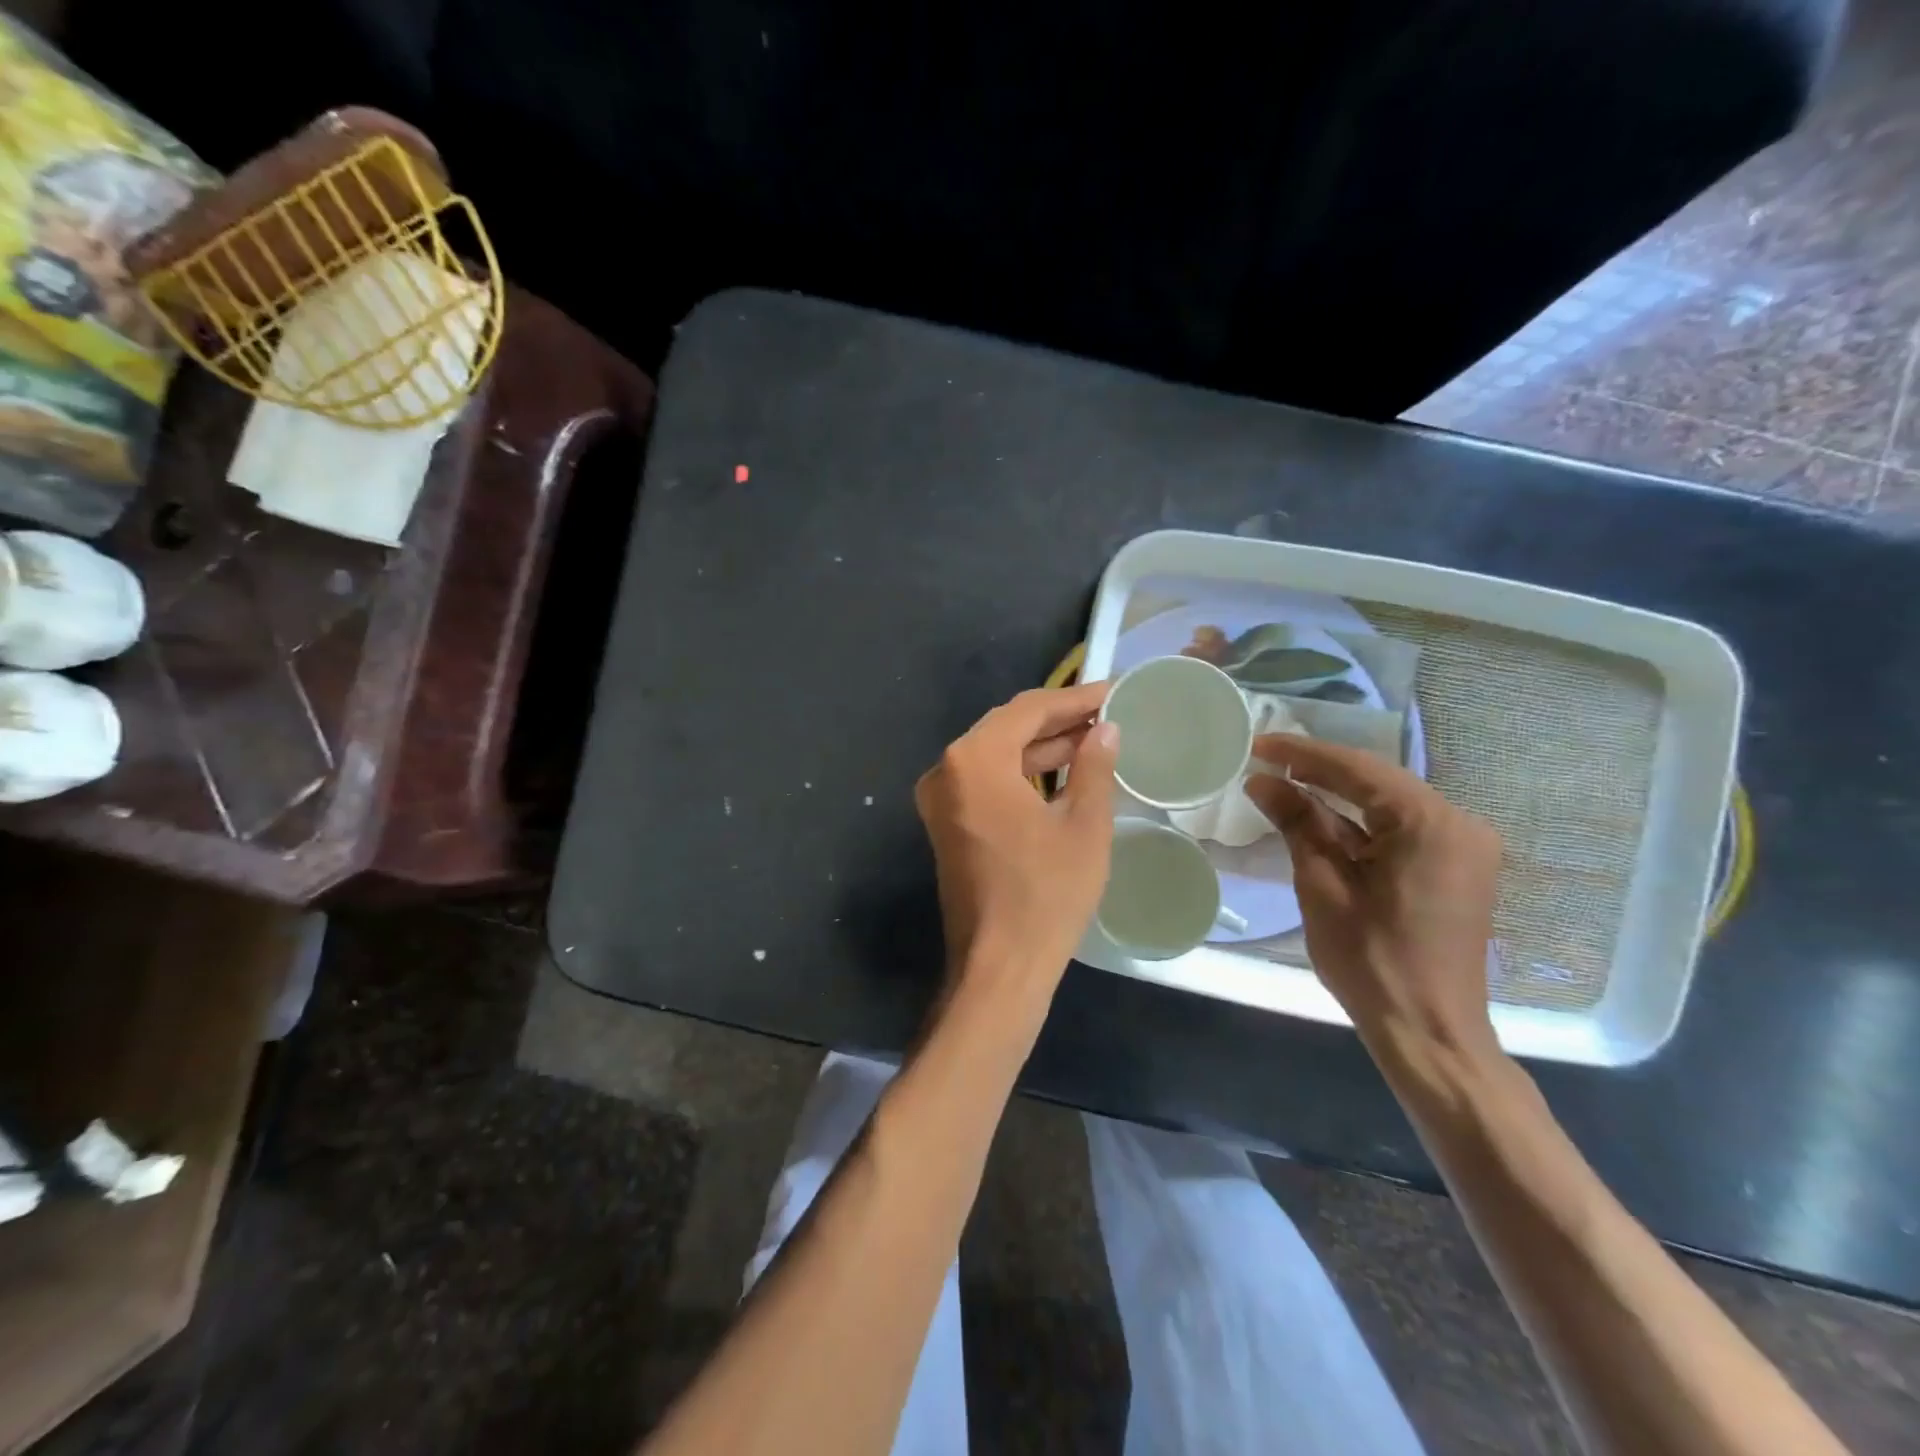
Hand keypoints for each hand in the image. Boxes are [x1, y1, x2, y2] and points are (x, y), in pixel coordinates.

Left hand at [915, 684, 1118, 1015]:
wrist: (998, 967)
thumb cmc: (1046, 894)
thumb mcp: (1083, 825)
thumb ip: (1094, 766)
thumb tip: (1105, 730)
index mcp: (974, 760)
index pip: (1028, 710)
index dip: (1075, 699)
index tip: (1115, 692)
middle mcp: (946, 770)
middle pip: (1007, 727)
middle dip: (1059, 720)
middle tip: (1108, 714)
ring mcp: (941, 799)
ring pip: (997, 755)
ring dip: (1042, 747)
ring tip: (1095, 739)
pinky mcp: (947, 824)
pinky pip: (987, 782)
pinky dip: (1022, 773)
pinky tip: (1063, 772)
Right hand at [1243, 735, 1502, 1059]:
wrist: (1428, 1031)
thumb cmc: (1370, 960)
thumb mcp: (1322, 885)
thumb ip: (1296, 823)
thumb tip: (1261, 781)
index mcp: (1430, 823)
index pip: (1356, 769)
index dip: (1301, 754)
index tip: (1257, 743)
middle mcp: (1459, 823)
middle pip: (1377, 781)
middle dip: (1319, 770)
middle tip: (1265, 760)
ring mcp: (1464, 846)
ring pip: (1388, 803)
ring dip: (1337, 796)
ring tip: (1283, 783)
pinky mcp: (1457, 867)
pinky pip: (1401, 828)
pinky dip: (1360, 822)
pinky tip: (1320, 818)